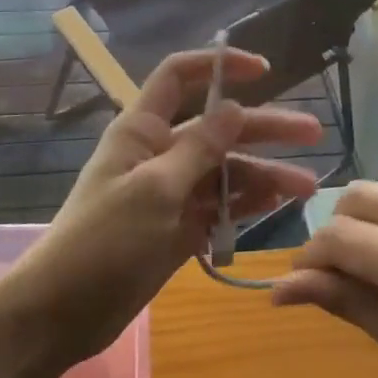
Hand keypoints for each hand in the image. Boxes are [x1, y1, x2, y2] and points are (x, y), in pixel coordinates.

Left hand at [9, 48, 321, 361]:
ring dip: (265, 175)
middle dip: (264, 128)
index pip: (179, 77)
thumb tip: (234, 108)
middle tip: (314, 132)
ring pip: (225, 171)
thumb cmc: (103, 241)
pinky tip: (278, 204)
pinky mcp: (179, 227)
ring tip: (307, 186)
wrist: (64, 312)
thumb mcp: (154, 190)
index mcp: (143, 130)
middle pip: (218, 128)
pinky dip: (246, 204)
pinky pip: (219, 206)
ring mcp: (171, 192)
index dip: (219, 66)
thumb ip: (198, 150)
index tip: (263, 71)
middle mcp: (160, 153)